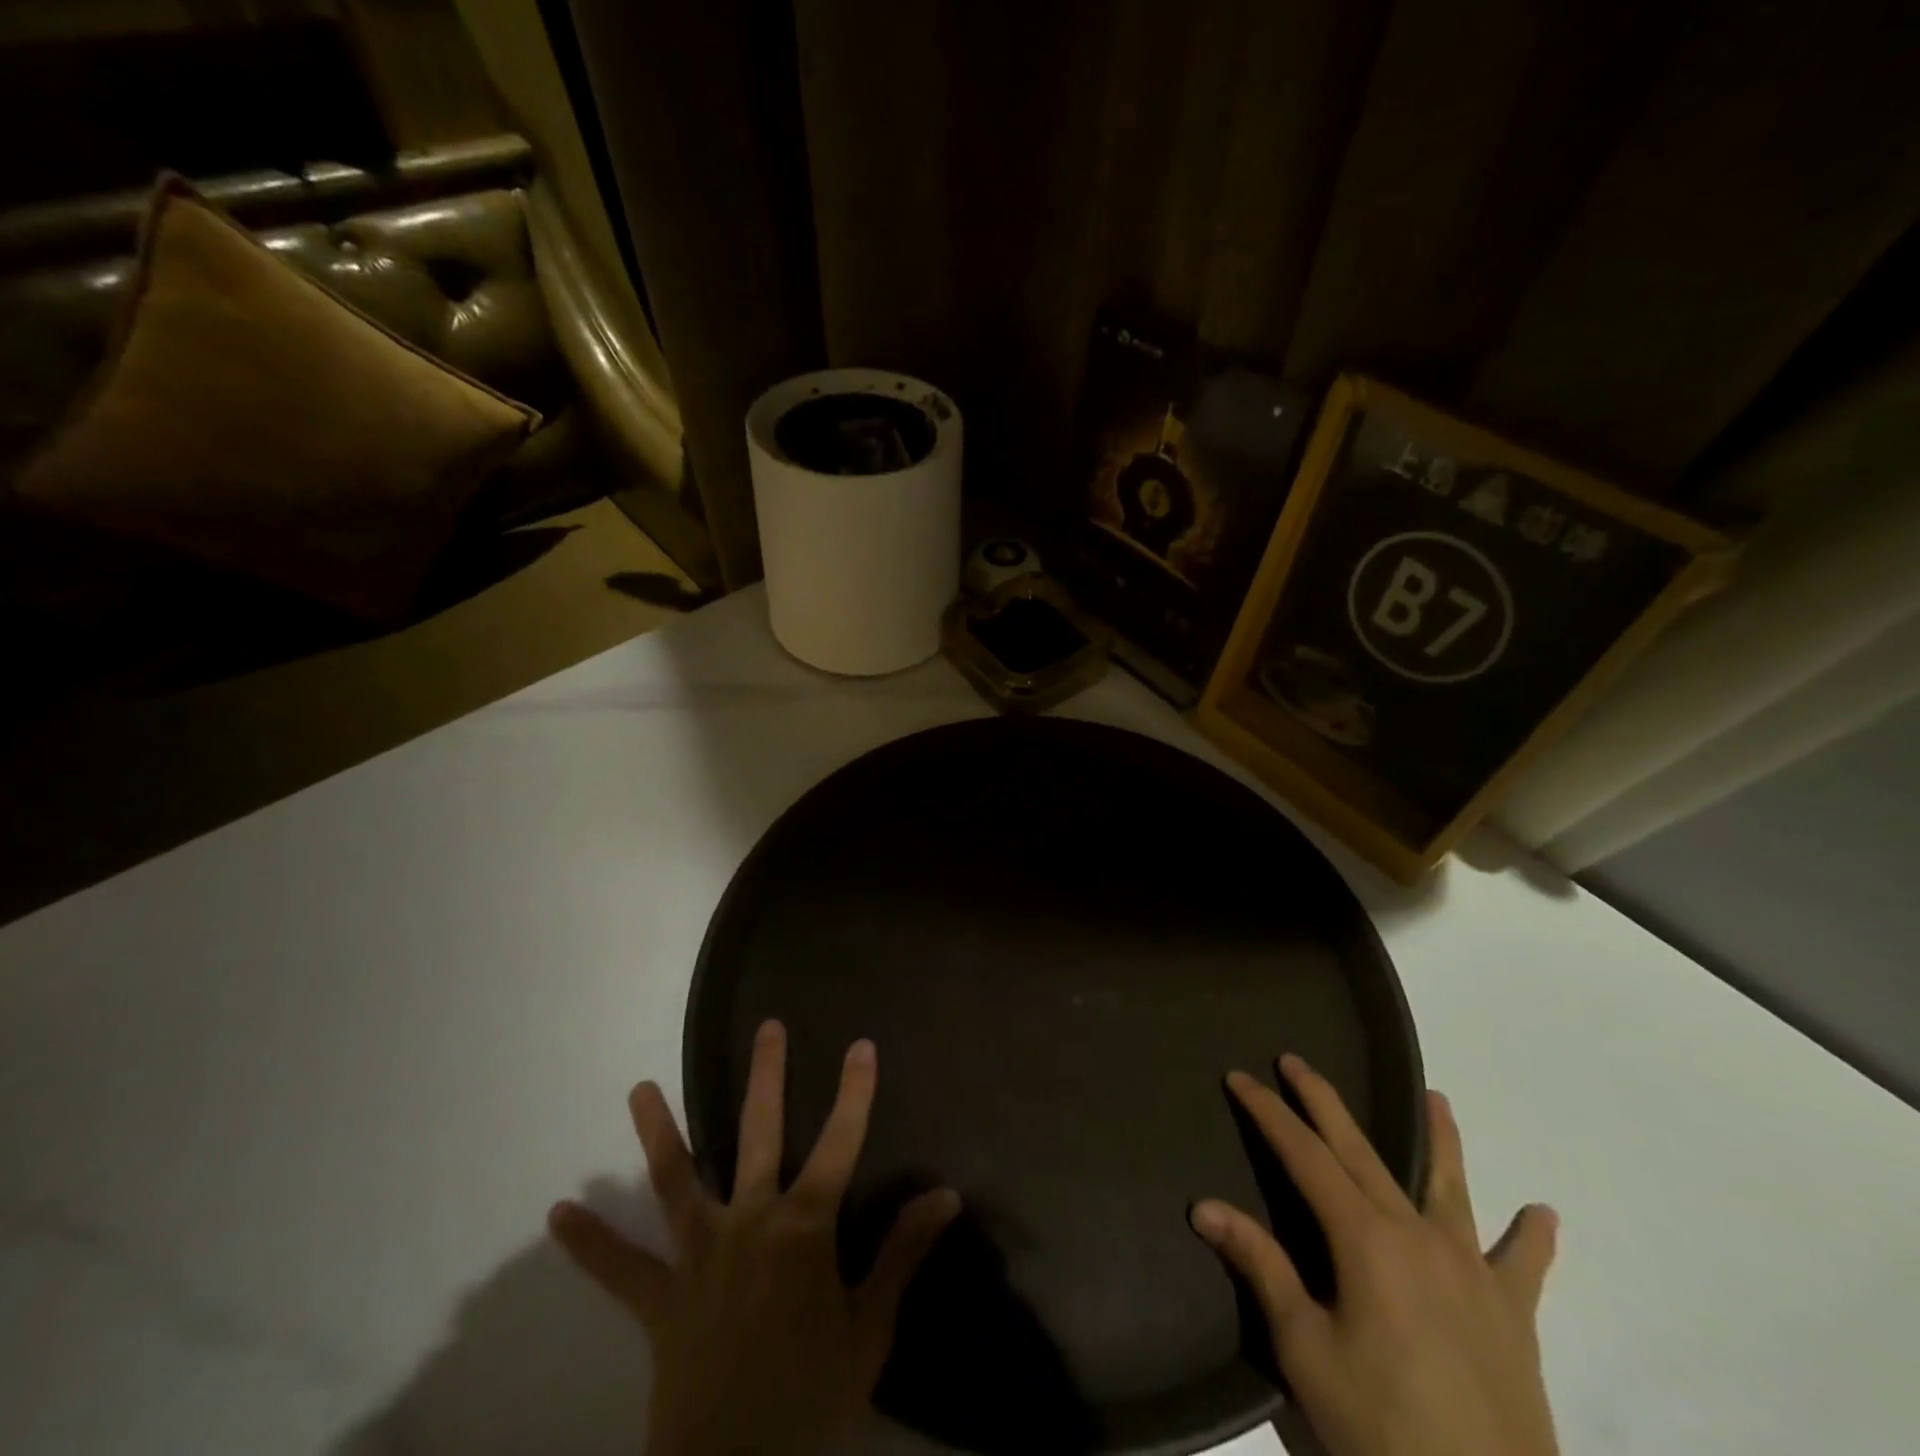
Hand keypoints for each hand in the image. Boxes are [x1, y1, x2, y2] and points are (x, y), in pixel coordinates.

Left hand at [549, 1021, 960, 1455]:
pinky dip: (589, 1242)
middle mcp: (750, 1222)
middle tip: (768, 1029)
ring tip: (638, 1088)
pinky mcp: (662, 1300)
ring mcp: (700, 1256)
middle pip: (759, 1135)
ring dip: (658, 1133)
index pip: (841, 1143)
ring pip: (676, 1181)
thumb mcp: (871, 1327)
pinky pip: (620, 1269)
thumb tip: (945, 1194)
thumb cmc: (814, 1398)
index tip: (861, 1045)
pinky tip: (558, 1214)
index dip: (855, 1092)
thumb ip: (903, 1253)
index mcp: (804, 1227)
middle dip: (767, 1078)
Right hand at [1191, 1056, 1558, 1455]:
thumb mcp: (1306, 1349)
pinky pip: (1524, 1267)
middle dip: (1324, 1103)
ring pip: (1448, 1188)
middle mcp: (1417, 1235)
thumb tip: (1204, 1206)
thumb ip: (1262, 1267)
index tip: (1240, 1077)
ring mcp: (1471, 1272)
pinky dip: (1532, 1239)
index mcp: (1365, 1239)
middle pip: (1362, 1152)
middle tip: (1296, 1062)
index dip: (1268, 1113)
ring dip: (1441, 1140)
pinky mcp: (1513, 1316)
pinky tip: (1544, 1214)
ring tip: (1438, 1099)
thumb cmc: (1382, 1429)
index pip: (1304, 1155)